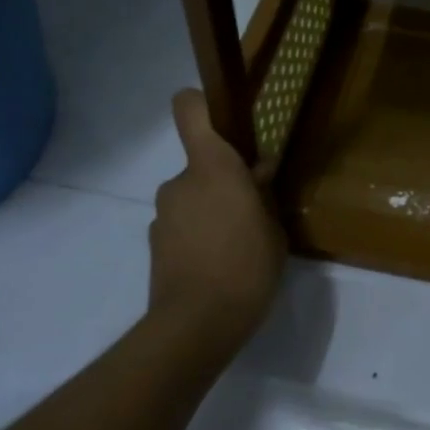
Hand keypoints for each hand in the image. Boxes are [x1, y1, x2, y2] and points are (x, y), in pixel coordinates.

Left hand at [148, 89, 286, 358]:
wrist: (196, 325)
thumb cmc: (246, 268)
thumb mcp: (274, 230)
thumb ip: (263, 195)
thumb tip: (258, 173)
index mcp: (212, 167)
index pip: (189, 109)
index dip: (202, 104)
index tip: (225, 118)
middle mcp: (180, 181)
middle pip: (200, 162)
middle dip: (223, 179)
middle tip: (251, 210)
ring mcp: (162, 213)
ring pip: (192, 197)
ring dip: (211, 210)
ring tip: (236, 245)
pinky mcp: (155, 242)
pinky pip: (182, 224)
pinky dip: (198, 235)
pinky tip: (217, 264)